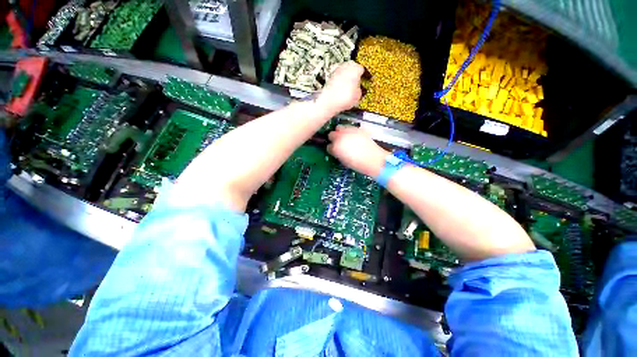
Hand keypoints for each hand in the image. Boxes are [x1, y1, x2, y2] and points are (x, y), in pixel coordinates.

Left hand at [317, 61, 364, 111]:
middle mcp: (346, 65)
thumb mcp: (358, 96)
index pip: (364, 70)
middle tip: (359, 84)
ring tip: (351, 88)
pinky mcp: (330, 77)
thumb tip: (360, 89)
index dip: (366, 76)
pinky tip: (343, 90)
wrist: (329, 102)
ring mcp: (337, 70)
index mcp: (356, 67)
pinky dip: (342, 83)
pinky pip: (339, 79)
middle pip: (354, 69)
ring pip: (346, 73)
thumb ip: (361, 89)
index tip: (368, 80)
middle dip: (356, 76)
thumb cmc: (345, 97)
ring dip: (348, 79)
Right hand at [327, 125, 387, 176]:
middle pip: (331, 134)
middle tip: (338, 143)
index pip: (328, 146)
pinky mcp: (357, 128)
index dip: (331, 149)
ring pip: (339, 127)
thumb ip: (337, 153)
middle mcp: (340, 136)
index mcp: (335, 147)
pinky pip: (349, 128)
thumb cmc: (357, 164)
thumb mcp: (343, 161)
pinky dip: (349, 131)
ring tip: (345, 138)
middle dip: (333, 138)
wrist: (373, 159)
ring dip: (340, 132)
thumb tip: (335, 150)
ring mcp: (349, 131)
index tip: (334, 151)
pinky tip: (353, 137)